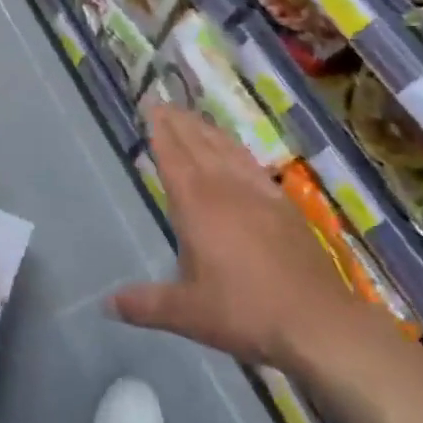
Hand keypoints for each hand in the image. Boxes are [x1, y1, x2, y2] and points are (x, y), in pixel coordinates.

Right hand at [111, 106, 365, 366]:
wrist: (316, 319)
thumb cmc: (244, 312)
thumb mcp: (188, 313)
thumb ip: (146, 305)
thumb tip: (107, 304)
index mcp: (196, 205)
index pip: (172, 156)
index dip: (160, 130)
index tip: (151, 104)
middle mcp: (224, 187)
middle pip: (197, 143)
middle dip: (179, 122)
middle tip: (164, 102)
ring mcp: (256, 192)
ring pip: (225, 148)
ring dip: (205, 129)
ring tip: (192, 117)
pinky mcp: (282, 202)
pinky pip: (250, 162)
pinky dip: (235, 147)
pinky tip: (235, 149)